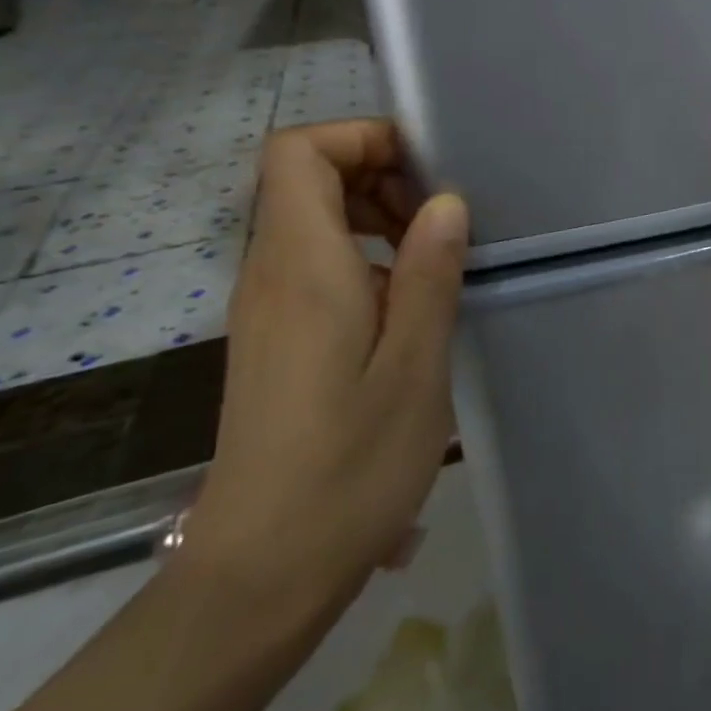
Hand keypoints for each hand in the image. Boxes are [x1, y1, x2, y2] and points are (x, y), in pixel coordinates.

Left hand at [183, 119, 469, 628]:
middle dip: (379, 175)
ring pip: (313, 221)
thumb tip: (446, 203)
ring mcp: (267, 309)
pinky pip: (315, 266)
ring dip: (377, 219)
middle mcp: (271, 274)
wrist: (263, 571)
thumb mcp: (415, 365)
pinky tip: (409, 311)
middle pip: (306, 178)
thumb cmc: (350, 465)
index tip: (424, 171)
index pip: (298, 151)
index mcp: (302, 266)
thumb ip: (429, 272)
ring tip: (435, 262)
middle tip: (441, 221)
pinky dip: (365, 260)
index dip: (360, 138)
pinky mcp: (275, 340)